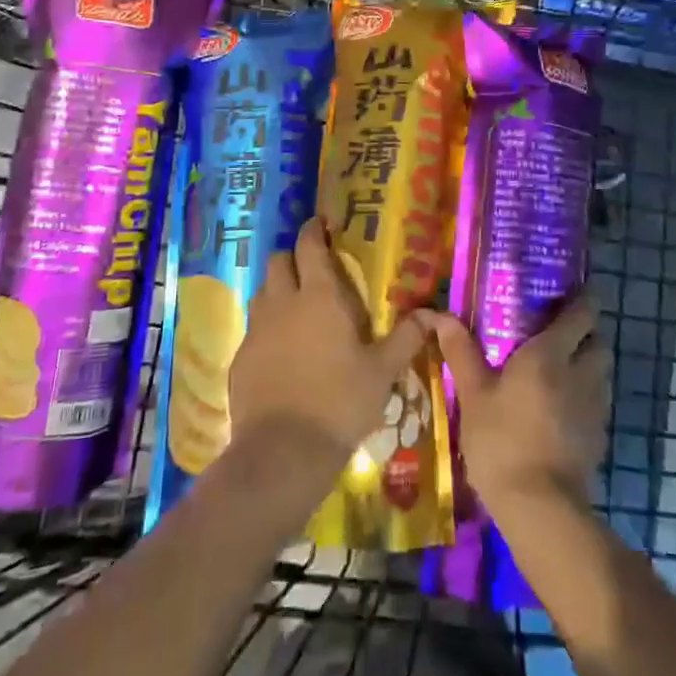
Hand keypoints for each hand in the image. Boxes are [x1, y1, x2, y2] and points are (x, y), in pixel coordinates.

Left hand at [228, 217, 430, 476]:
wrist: (284, 451)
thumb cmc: (341, 403)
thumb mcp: (383, 371)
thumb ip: (407, 337)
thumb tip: (434, 313)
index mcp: (320, 296)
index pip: (309, 245)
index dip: (314, 229)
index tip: (321, 224)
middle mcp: (283, 302)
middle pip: (279, 260)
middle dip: (293, 256)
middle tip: (312, 267)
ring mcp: (257, 329)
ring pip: (262, 291)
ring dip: (277, 288)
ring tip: (296, 305)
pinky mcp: (241, 357)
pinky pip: (253, 328)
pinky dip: (267, 327)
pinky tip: (281, 350)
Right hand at [430, 295, 610, 511]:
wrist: (540, 508)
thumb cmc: (501, 440)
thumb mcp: (472, 394)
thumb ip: (460, 351)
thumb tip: (437, 314)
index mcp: (551, 354)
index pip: (582, 314)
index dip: (584, 299)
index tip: (576, 290)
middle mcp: (581, 373)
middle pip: (599, 341)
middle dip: (587, 332)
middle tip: (562, 332)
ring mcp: (595, 408)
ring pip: (602, 372)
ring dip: (589, 364)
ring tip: (562, 368)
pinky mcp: (599, 438)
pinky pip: (598, 403)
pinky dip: (586, 396)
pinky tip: (563, 409)